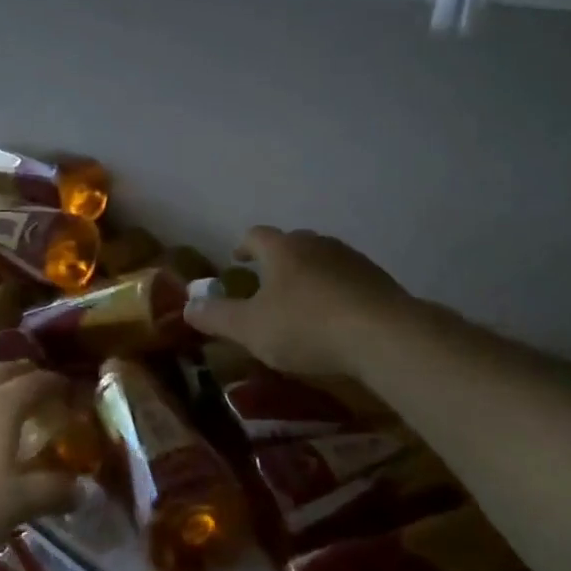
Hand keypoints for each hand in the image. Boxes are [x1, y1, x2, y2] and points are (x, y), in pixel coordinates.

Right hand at [184, 226, 411, 377]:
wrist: (383, 335)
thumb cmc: (306, 327)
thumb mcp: (251, 328)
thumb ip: (217, 317)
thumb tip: (187, 306)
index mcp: (282, 249)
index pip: (255, 235)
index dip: (243, 247)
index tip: (236, 260)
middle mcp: (316, 244)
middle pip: (291, 243)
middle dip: (277, 260)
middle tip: (266, 282)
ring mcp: (351, 259)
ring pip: (322, 259)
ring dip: (308, 275)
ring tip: (301, 301)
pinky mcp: (378, 280)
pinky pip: (347, 279)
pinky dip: (335, 291)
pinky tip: (336, 317)